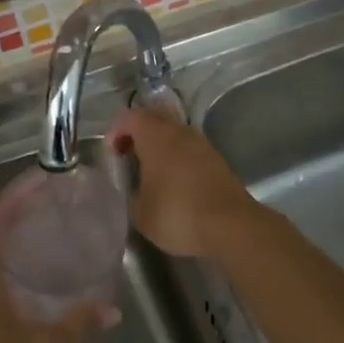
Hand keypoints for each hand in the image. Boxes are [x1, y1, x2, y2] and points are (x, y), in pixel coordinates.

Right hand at [108, 105, 257, 257]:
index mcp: (156, 136)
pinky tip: (174, 182)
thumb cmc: (177, 214)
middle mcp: (180, 132)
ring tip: (151, 171)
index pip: (131, 117)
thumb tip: (134, 188)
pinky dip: (178, 157)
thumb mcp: (140, 212)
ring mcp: (202, 144)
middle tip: (129, 155)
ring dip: (161, 144)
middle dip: (139, 132)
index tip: (112, 153)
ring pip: (175, 132)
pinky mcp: (217, 160)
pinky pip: (190, 149)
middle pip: (155, 117)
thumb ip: (130, 193)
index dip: (117, 130)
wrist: (230, 226)